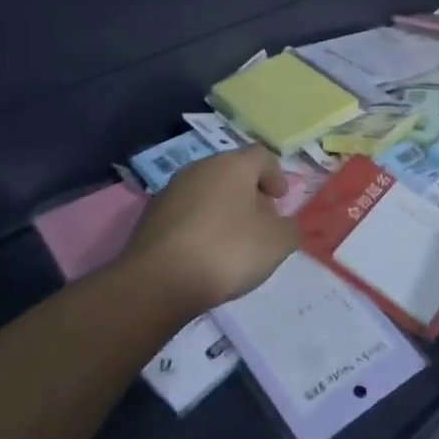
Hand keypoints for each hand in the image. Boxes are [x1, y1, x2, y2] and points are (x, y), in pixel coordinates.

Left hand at [123, 148, 296, 311]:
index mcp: (232, 165)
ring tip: (232, 240)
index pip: (261, 156)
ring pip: (206, 191)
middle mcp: (199, 168)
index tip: (281, 200)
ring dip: (223, 208)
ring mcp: (170, 191)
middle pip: (232, 172)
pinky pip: (185, 213)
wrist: (157, 282)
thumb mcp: (276, 243)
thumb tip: (283, 225)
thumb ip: (289, 228)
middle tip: (260, 220)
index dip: (276, 175)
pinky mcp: (150, 217)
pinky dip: (199, 225)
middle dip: (249, 193)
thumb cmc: (226, 251)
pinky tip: (204, 252)